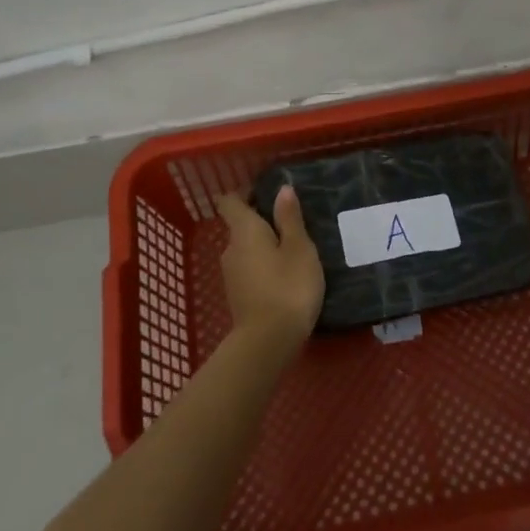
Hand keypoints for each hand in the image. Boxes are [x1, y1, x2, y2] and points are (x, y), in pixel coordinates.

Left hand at [215, 185, 324, 357]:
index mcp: (244, 230)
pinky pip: (250, 269)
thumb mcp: (299, 248)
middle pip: (240, 225)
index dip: (244, 193)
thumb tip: (282, 189)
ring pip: (246, 249)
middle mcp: (230, 248)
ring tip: (293, 250)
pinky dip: (263, 266)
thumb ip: (290, 218)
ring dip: (264, 246)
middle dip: (262, 220)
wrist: (268, 341)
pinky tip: (285, 275)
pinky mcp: (238, 295)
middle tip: (292, 222)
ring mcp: (231, 275)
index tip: (266, 193)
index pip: (230, 201)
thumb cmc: (289, 286)